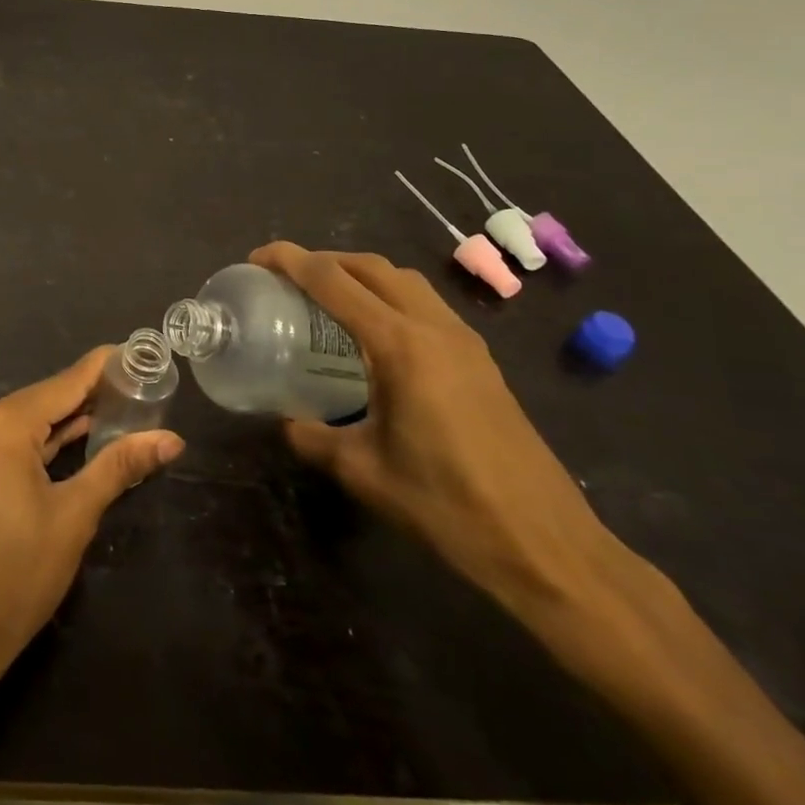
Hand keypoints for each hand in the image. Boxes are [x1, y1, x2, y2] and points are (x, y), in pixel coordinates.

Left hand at [0, 347, 184, 691]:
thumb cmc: (15, 577)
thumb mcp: (74, 517)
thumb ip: (119, 467)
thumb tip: (172, 440)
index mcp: (3, 423)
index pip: (67, 381)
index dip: (106, 367)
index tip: (143, 353)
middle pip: (48, 396)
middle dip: (95, 394)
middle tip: (146, 387)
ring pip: (32, 418)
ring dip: (73, 418)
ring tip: (125, 407)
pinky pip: (15, 438)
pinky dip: (47, 438)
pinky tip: (83, 436)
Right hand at [252, 242, 619, 614]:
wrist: (547, 546)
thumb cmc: (448, 507)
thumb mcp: (363, 473)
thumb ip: (313, 439)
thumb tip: (285, 422)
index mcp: (400, 345)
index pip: (334, 281)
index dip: (291, 261)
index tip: (257, 258)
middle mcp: (434, 328)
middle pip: (372, 267)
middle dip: (324, 260)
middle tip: (287, 277)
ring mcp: (464, 342)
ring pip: (404, 281)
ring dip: (361, 275)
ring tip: (327, 298)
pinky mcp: (480, 361)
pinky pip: (425, 305)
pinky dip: (389, 297)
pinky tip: (374, 335)